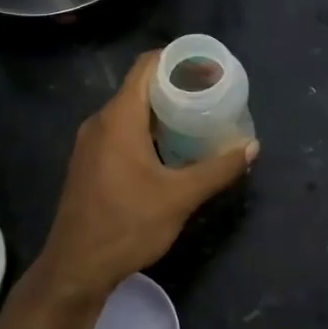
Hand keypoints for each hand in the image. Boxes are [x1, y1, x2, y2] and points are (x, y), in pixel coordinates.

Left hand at [36, 51, 257, 299]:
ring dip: (162, 111)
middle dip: (176, 86)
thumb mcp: (180, 197)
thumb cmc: (127, 225)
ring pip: (131, 111)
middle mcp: (100, 122)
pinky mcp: (90, 162)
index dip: (178, 59)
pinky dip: (148, 130)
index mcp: (119, 118)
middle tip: (212, 95)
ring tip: (198, 120)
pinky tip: (172, 149)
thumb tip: (251, 147)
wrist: (76, 268)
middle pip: (140, 87)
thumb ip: (217, 169)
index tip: (209, 67)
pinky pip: (121, 131)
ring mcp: (91, 143)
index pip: (146, 66)